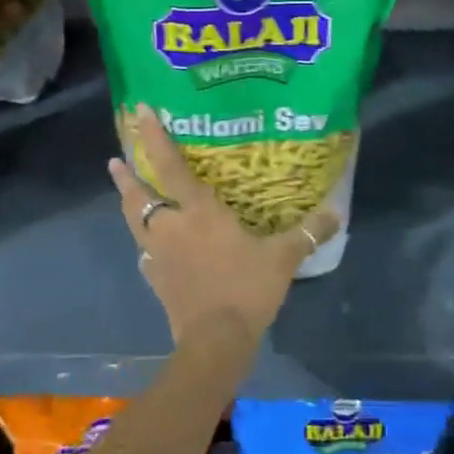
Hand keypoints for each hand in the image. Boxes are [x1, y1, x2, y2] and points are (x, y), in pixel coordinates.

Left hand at [108, 105, 340, 350]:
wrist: (216, 342)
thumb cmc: (246, 289)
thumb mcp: (283, 258)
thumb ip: (307, 232)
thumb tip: (336, 212)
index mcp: (198, 212)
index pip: (169, 166)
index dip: (153, 137)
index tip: (139, 112)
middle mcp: (170, 227)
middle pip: (139, 195)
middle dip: (127, 175)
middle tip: (116, 158)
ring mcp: (158, 255)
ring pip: (134, 222)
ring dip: (128, 203)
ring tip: (124, 190)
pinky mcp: (156, 280)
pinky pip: (145, 253)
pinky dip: (145, 243)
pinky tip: (149, 247)